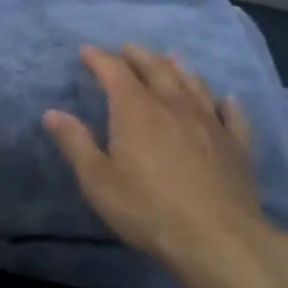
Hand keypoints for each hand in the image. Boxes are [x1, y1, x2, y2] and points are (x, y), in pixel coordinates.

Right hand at [44, 44, 273, 274]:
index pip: (114, 71)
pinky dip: (226, 102)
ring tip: (171, 59)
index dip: (98, 59)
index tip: (86, 51)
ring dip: (179, 68)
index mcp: (136, 110)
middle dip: (138, 56)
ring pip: (194, 83)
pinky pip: (232, 114)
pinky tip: (227, 100)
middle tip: (127, 49)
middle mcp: (174, 105)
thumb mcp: (98, 181)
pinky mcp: (236, 144)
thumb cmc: (147, 209)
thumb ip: (75, 143)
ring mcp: (210, 122)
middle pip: (157, 68)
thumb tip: (51, 113)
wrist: (216, 237)